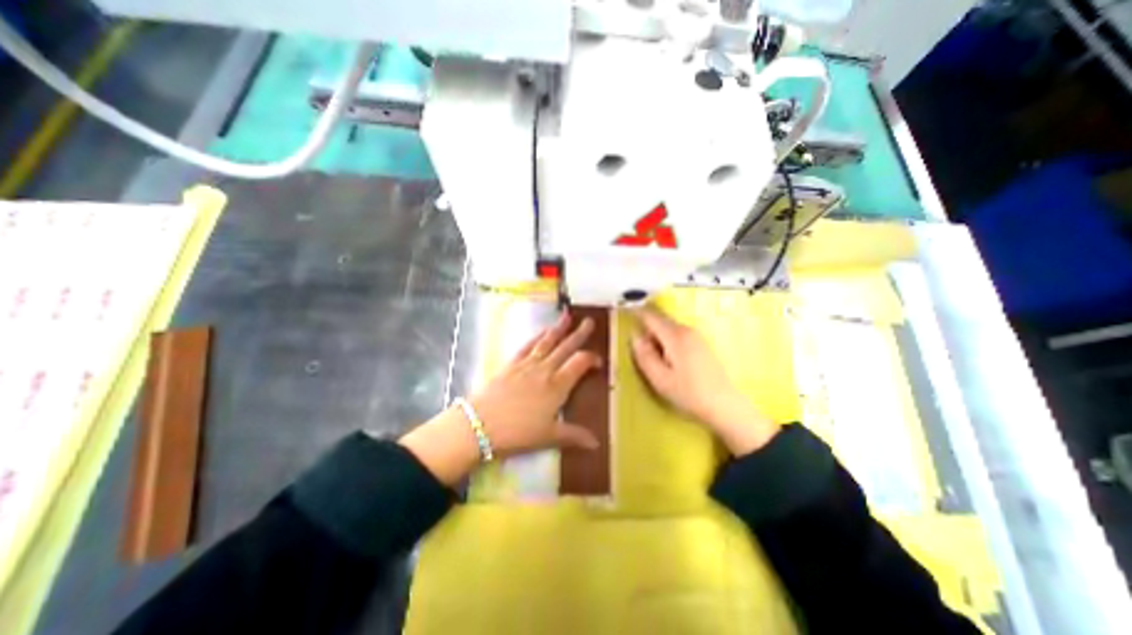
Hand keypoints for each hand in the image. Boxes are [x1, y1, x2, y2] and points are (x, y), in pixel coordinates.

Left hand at [474, 312, 604, 455]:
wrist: (480, 424)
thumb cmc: (518, 432)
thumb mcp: (548, 437)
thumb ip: (574, 435)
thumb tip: (597, 443)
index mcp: (558, 385)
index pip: (580, 363)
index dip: (592, 358)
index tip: (599, 361)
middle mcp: (545, 369)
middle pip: (565, 347)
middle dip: (579, 334)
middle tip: (589, 321)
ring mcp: (527, 364)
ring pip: (547, 342)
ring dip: (558, 328)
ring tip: (567, 316)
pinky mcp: (511, 364)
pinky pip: (527, 346)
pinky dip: (536, 336)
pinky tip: (542, 331)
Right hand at [629, 307, 778, 453]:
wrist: (724, 405)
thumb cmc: (689, 393)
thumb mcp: (660, 379)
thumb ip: (644, 355)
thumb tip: (634, 336)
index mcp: (675, 336)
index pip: (650, 316)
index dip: (635, 314)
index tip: (624, 315)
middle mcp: (686, 330)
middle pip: (659, 320)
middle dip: (646, 330)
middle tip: (641, 352)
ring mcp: (696, 335)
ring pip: (668, 328)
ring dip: (656, 337)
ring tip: (655, 361)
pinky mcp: (700, 343)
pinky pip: (677, 335)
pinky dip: (667, 342)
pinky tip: (669, 362)